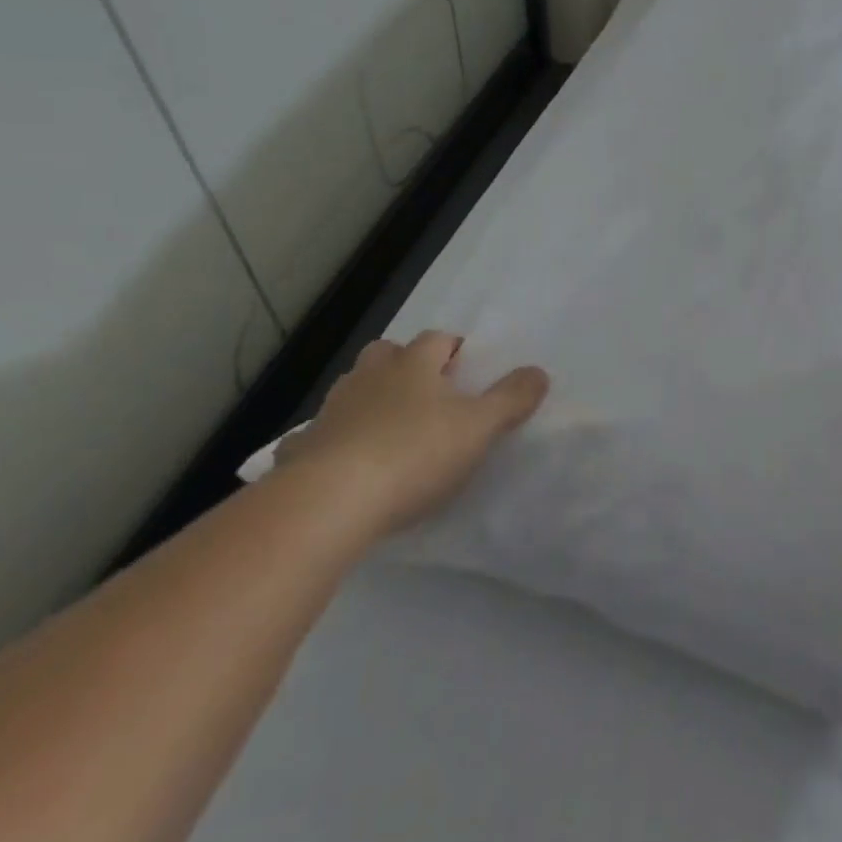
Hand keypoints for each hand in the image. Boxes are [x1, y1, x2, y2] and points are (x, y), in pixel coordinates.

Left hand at [276, 330, 549, 536]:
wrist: (330, 502)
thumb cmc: (415, 454)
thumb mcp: (479, 427)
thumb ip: (512, 398)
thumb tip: (539, 371)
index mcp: (414, 364)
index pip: (437, 339)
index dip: (454, 348)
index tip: (467, 368)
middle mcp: (370, 377)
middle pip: (387, 354)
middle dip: (404, 364)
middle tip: (426, 391)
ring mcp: (331, 411)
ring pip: (352, 389)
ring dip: (369, 398)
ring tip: (388, 427)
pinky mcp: (302, 450)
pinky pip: (318, 436)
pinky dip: (330, 442)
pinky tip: (341, 464)